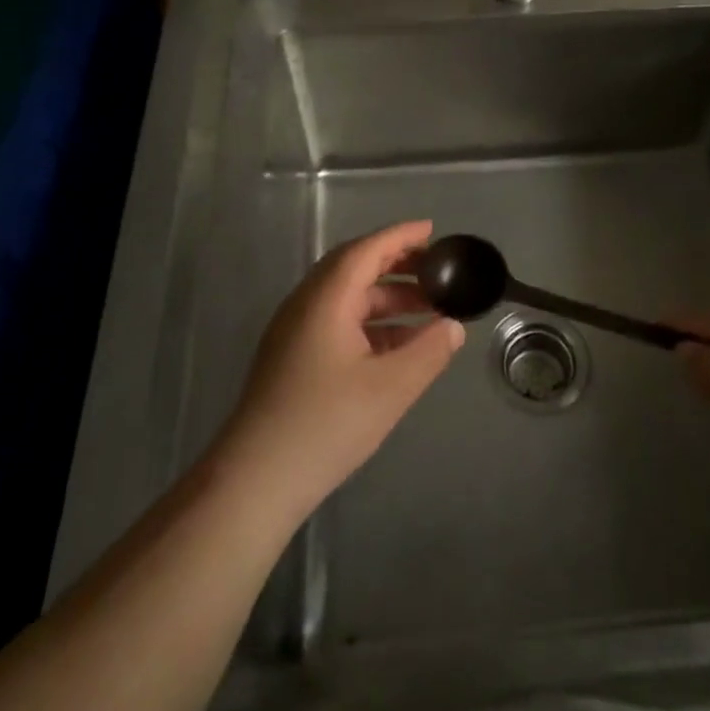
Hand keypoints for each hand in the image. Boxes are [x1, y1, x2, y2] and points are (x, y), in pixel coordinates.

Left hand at [214, 220, 463, 527]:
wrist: (256, 480)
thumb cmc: (326, 424)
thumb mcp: (390, 388)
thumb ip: (428, 352)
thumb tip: (453, 326)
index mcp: (326, 299)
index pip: (366, 250)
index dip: (401, 236)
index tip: (433, 231)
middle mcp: (306, 305)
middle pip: (354, 268)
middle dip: (397, 265)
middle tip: (436, 270)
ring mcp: (295, 332)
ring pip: (347, 298)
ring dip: (387, 297)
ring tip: (429, 310)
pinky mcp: (292, 357)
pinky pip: (338, 322)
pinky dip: (371, 323)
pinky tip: (398, 346)